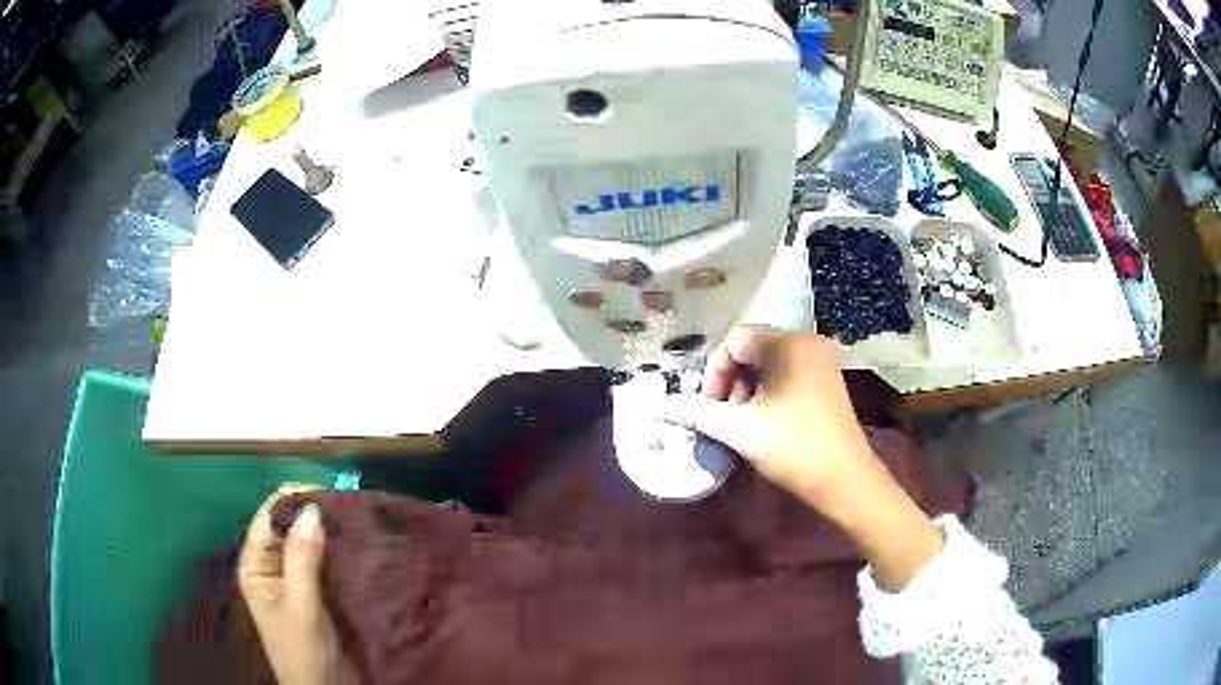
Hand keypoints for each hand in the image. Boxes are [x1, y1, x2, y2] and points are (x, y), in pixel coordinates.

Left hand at [238, 485, 356, 684]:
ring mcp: (294, 580)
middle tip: (346, 503)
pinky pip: (323, 561)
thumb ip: (301, 559)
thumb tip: (312, 508)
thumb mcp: (300, 606)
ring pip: (308, 543)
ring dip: (327, 532)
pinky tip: (355, 544)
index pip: (267, 518)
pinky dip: (337, 551)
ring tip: (355, 518)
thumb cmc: (302, 650)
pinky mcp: (315, 592)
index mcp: (255, 566)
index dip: (292, 499)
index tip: (326, 489)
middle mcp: (271, 567)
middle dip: (312, 513)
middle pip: (288, 527)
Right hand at [666, 326, 879, 512]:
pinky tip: (765, 419)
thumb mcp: (741, 430)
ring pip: (769, 362)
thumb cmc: (794, 449)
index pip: (735, 340)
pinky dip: (769, 390)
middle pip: (753, 348)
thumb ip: (698, 413)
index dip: (714, 372)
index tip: (710, 407)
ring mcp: (822, 361)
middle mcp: (807, 343)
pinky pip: (788, 372)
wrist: (846, 481)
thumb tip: (662, 406)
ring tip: (743, 420)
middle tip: (725, 414)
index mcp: (789, 345)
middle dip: (730, 380)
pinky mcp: (828, 379)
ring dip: (747, 387)